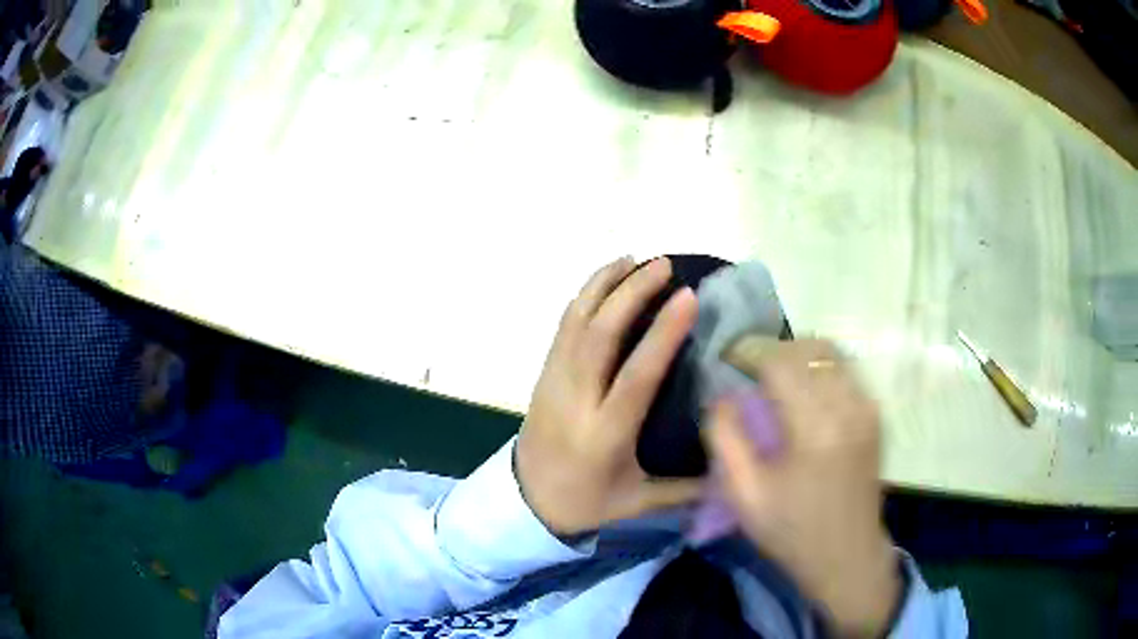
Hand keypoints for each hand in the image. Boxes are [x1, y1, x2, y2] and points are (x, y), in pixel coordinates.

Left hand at [515, 256, 702, 536]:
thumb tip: (732, 468)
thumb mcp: (638, 501)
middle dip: (631, 292)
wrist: (525, 500)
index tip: (687, 297)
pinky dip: (584, 297)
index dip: (662, 333)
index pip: (636, 375)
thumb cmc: (586, 502)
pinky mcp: (543, 373)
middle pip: (600, 334)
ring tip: (633, 259)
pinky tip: (604, 281)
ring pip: (576, 321)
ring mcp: (554, 381)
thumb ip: (686, 488)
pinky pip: (563, 326)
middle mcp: (577, 399)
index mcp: (606, 433)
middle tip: (662, 265)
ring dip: (604, 285)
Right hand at [706, 340, 899, 636]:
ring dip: (798, 355)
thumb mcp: (744, 495)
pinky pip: (846, 370)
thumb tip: (721, 395)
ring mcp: (867, 407)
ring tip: (775, 377)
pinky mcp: (875, 414)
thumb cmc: (792, 531)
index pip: (779, 361)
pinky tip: (804, 392)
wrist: (848, 555)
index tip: (728, 359)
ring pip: (831, 353)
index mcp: (814, 427)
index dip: (750, 352)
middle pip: (808, 348)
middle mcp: (848, 405)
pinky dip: (819, 368)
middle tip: (749, 369)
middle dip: (773, 350)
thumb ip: (726, 438)